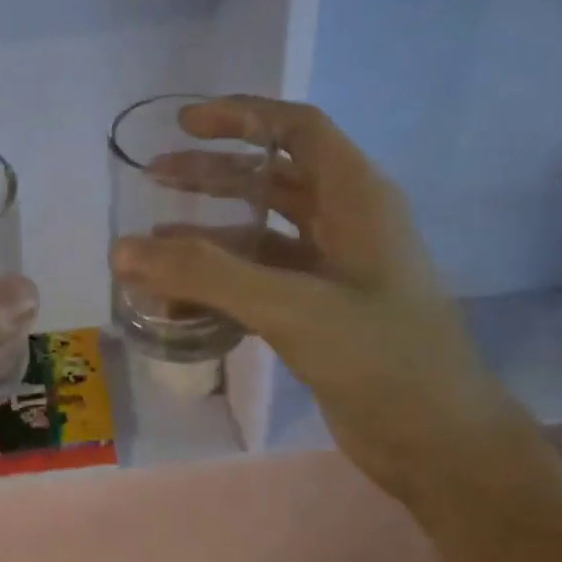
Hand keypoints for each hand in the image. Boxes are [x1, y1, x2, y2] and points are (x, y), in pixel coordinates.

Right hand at [111, 95, 525, 503]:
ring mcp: (333, 271)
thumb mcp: (291, 307)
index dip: (242, 116)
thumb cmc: (381, 359)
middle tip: (156, 174)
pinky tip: (179, 295)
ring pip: (262, 232)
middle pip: (273, 177)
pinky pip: (260, 279)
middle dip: (213, 173)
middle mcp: (347, 224)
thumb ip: (205, 275)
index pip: (298, 129)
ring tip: (153, 238)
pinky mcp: (320, 312)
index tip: (185, 123)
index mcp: (357, 198)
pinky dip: (221, 280)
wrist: (440, 445)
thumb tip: (121, 249)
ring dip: (210, 230)